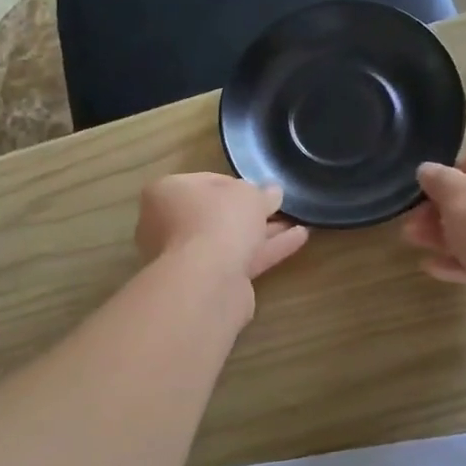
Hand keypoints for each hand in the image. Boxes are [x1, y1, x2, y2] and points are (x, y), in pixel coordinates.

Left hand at [136, 174, 309, 297]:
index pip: (204, 182)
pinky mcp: (207, 283)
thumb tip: (272, 192)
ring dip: (264, 232)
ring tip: (299, 222)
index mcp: (166, 194)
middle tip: (280, 207)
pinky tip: (299, 239)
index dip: (236, 184)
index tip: (259, 189)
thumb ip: (261, 192)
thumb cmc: (218, 220)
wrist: (207, 280)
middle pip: (216, 214)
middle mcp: (168, 225)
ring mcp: (186, 258)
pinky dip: (267, 250)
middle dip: (250, 212)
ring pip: (230, 240)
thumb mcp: (246, 194)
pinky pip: (240, 260)